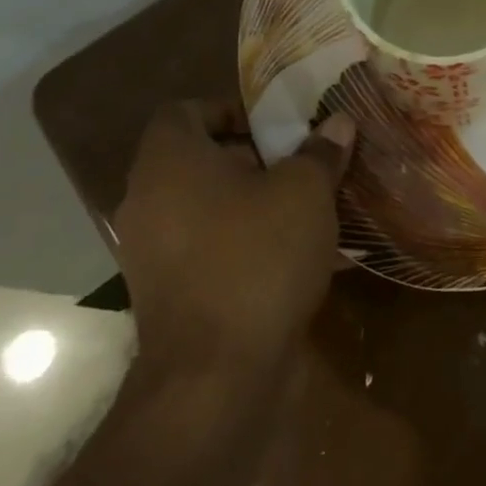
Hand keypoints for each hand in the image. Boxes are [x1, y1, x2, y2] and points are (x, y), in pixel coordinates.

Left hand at [113, 99, 355, 367]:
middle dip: (251, 157)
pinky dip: (240, 241)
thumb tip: (337, 123)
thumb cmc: (258, 258)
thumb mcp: (305, 192)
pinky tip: (291, 254)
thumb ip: (320, 152)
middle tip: (300, 164)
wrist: (216, 376)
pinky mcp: (167, 295)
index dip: (229, 109)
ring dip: (250, 201)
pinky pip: (205, 248)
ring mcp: (151, 253)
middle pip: (196, 159)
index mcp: (169, 163)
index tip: (275, 127)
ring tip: (304, 207)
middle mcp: (147, 202)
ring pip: (203, 206)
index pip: (183, 111)